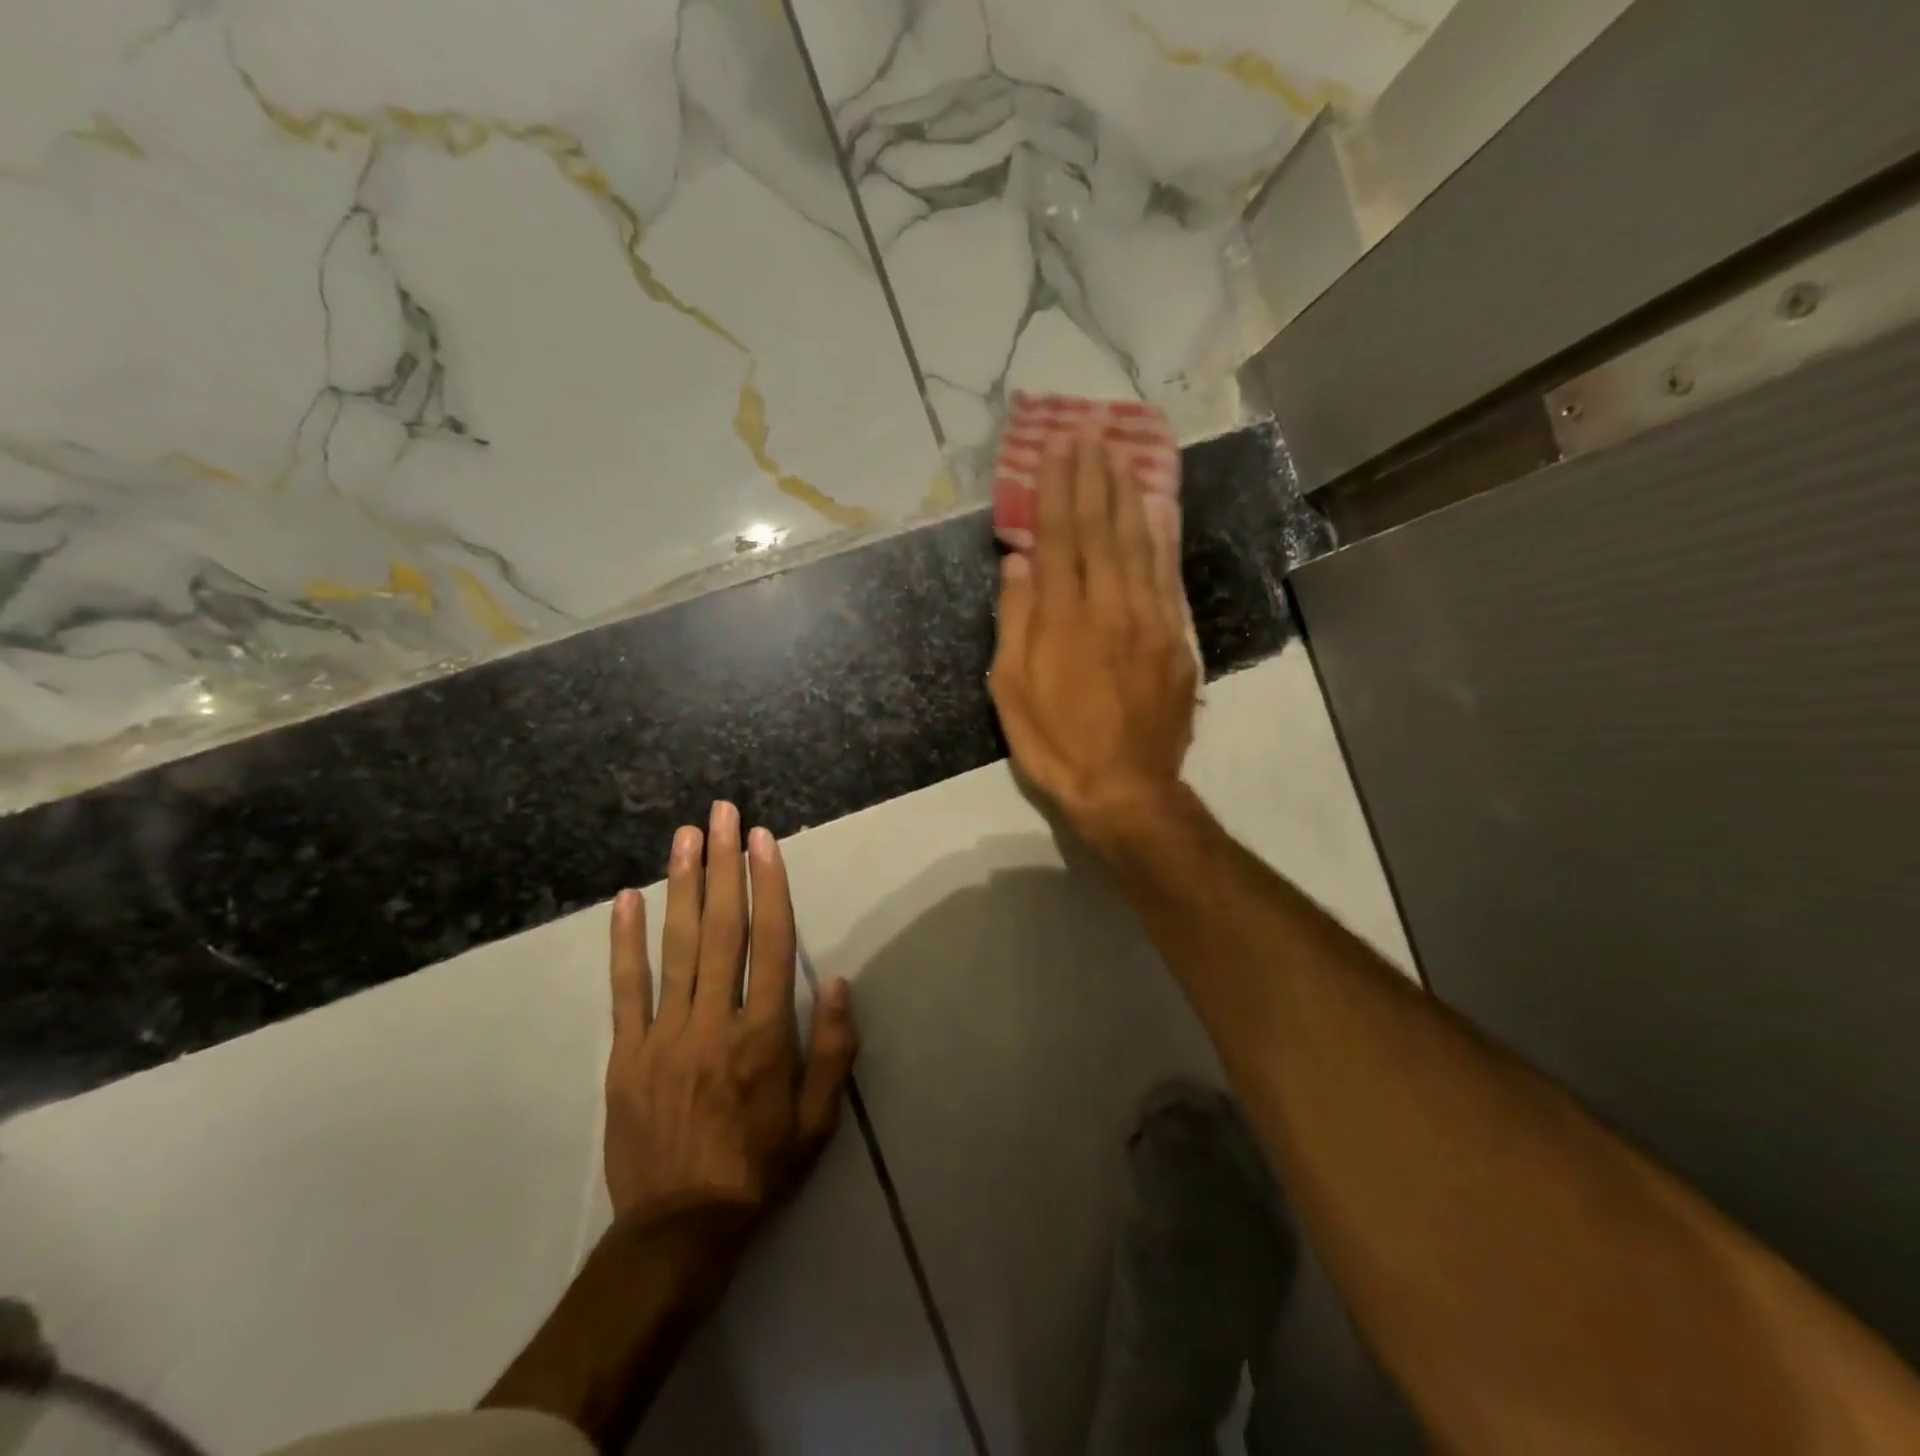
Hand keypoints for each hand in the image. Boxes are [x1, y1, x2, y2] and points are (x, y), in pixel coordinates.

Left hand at [603, 802, 857, 1224]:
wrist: (680, 1232)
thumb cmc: (761, 1170)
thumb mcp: (819, 1120)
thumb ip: (834, 1049)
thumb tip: (839, 981)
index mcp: (764, 1035)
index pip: (772, 943)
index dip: (769, 886)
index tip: (763, 841)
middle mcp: (715, 1022)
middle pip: (722, 928)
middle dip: (723, 864)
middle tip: (723, 814)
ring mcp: (664, 1035)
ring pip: (675, 946)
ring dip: (682, 885)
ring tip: (685, 836)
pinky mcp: (626, 1054)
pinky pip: (625, 989)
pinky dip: (625, 942)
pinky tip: (627, 900)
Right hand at [990, 421, 1197, 845]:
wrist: (1125, 788)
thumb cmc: (1055, 743)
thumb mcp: (1011, 690)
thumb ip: (1016, 620)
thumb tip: (1019, 561)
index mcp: (1064, 619)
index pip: (1060, 537)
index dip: (1056, 489)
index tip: (1056, 448)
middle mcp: (1110, 607)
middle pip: (1102, 529)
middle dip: (1093, 477)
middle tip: (1089, 433)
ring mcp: (1149, 619)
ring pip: (1139, 543)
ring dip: (1128, 495)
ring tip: (1120, 455)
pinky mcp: (1175, 638)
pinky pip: (1167, 574)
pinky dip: (1161, 536)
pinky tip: (1156, 509)